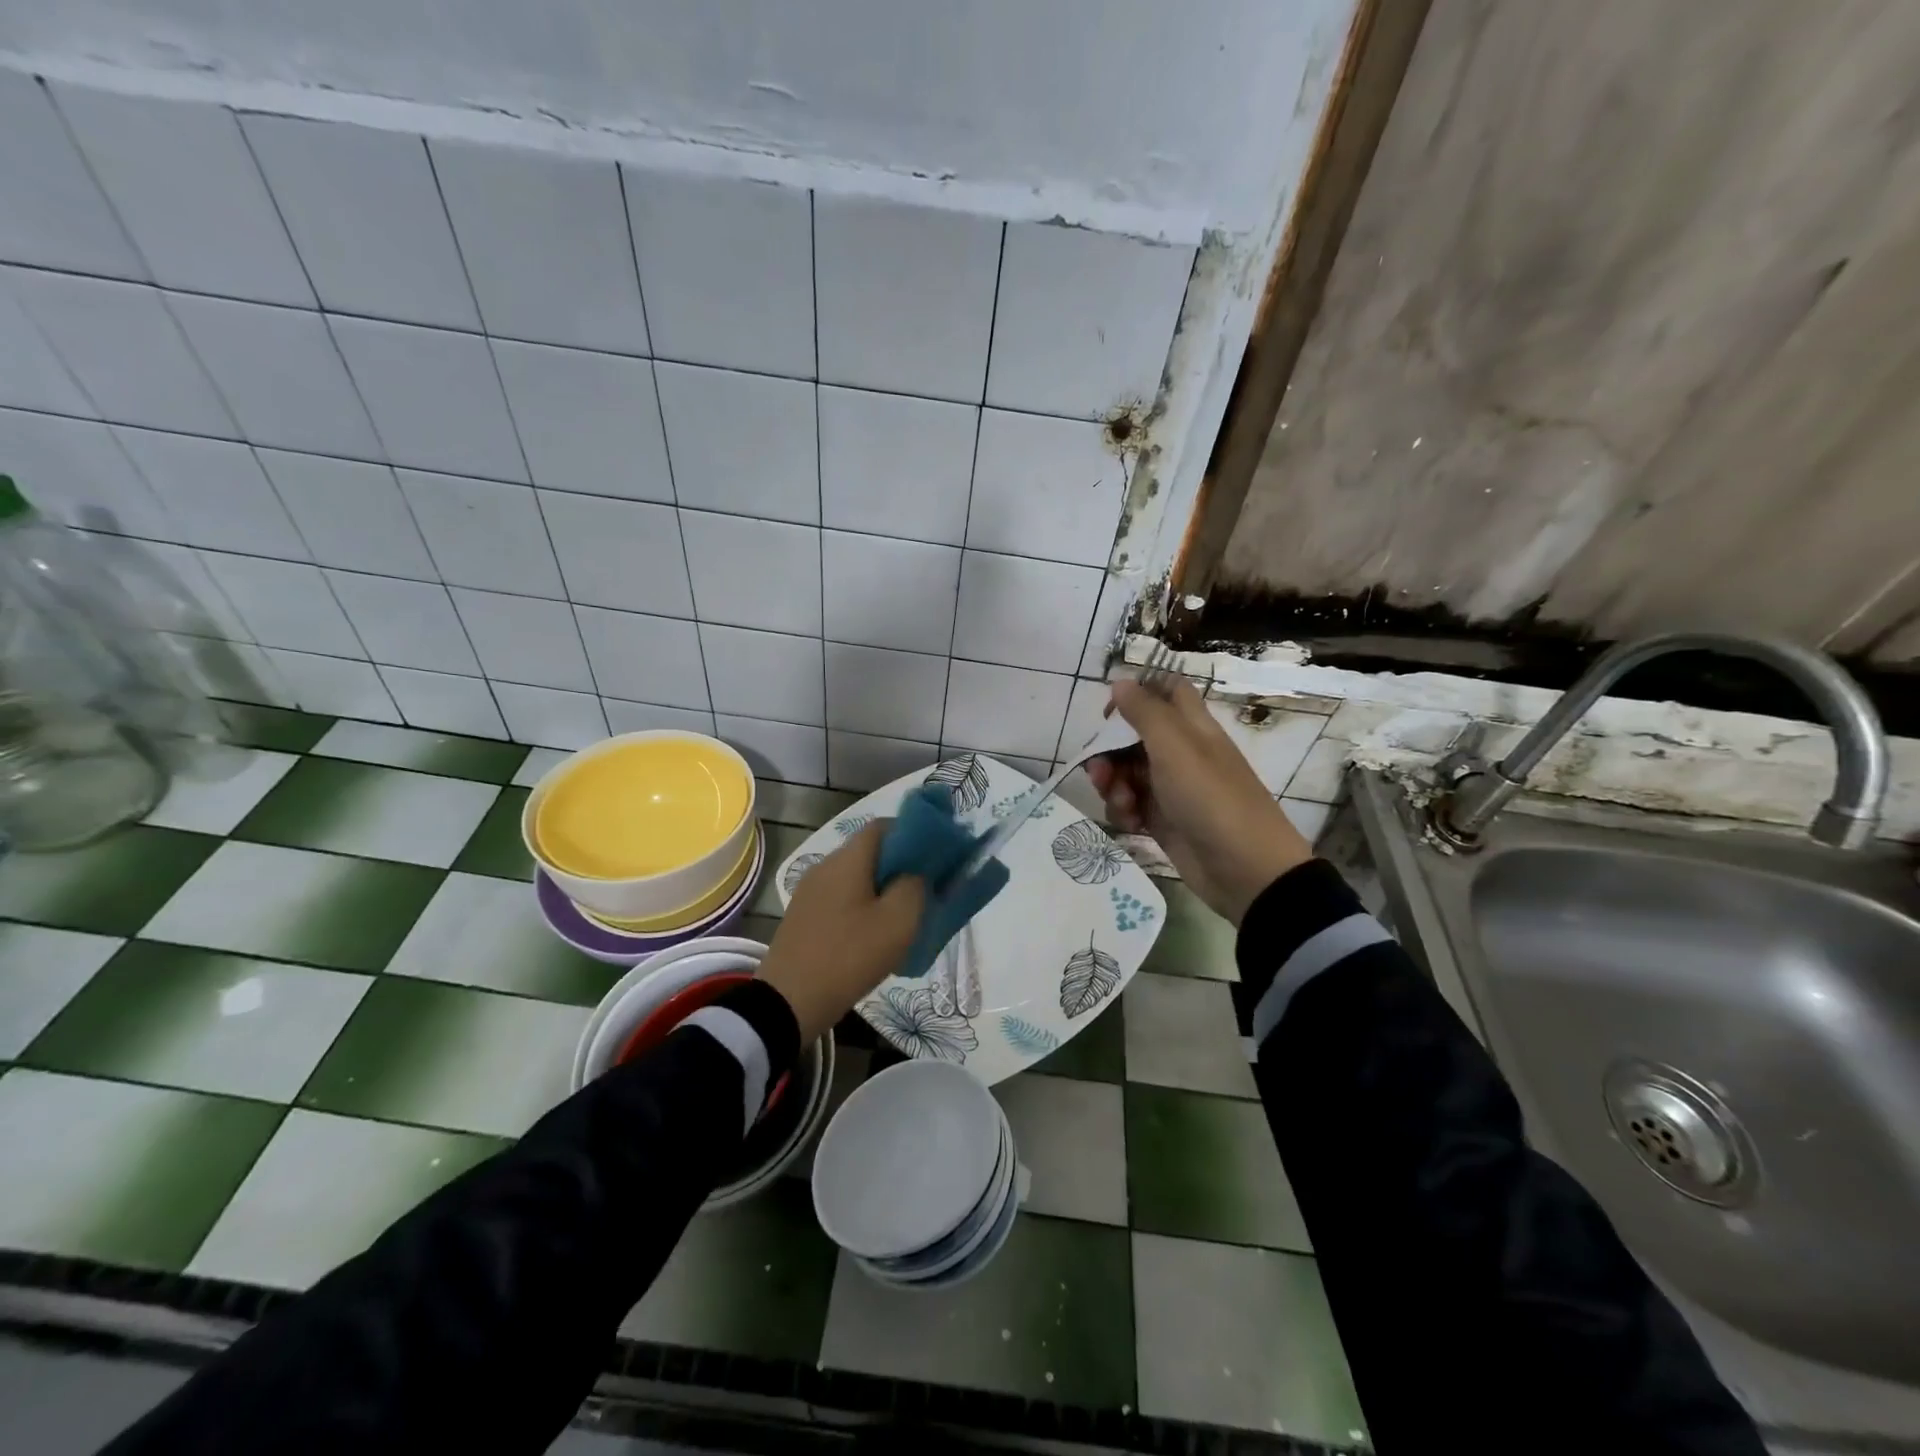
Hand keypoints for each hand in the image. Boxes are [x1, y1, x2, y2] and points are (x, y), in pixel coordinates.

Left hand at [758, 821, 925, 1042]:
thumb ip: (916, 886)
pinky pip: (841, 898)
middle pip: (870, 852)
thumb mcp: (898, 921)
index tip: (935, 857)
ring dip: (882, 889)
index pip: (884, 826)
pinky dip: (862, 905)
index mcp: (848, 859)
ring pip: (856, 877)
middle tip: (926, 890)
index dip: (913, 834)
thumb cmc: (849, 955)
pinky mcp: (803, 916)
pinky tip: (874, 933)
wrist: (788, 1002)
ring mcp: (810, 891)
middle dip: (900, 865)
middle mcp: (825, 865)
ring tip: (904, 916)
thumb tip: (917, 873)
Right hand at [1085, 677, 1312, 924]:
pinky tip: (1131, 824)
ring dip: (1113, 785)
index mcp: (1191, 727)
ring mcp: (1172, 789)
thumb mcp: (1175, 746)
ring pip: (1128, 773)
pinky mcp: (1164, 821)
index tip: (1110, 712)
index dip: (1138, 693)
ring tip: (1122, 804)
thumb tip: (1121, 681)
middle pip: (1134, 737)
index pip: (1167, 691)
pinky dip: (1125, 812)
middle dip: (1109, 751)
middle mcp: (1181, 753)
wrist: (1245, 869)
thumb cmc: (1210, 797)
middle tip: (1098, 770)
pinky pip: (1132, 806)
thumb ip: (1145, 712)